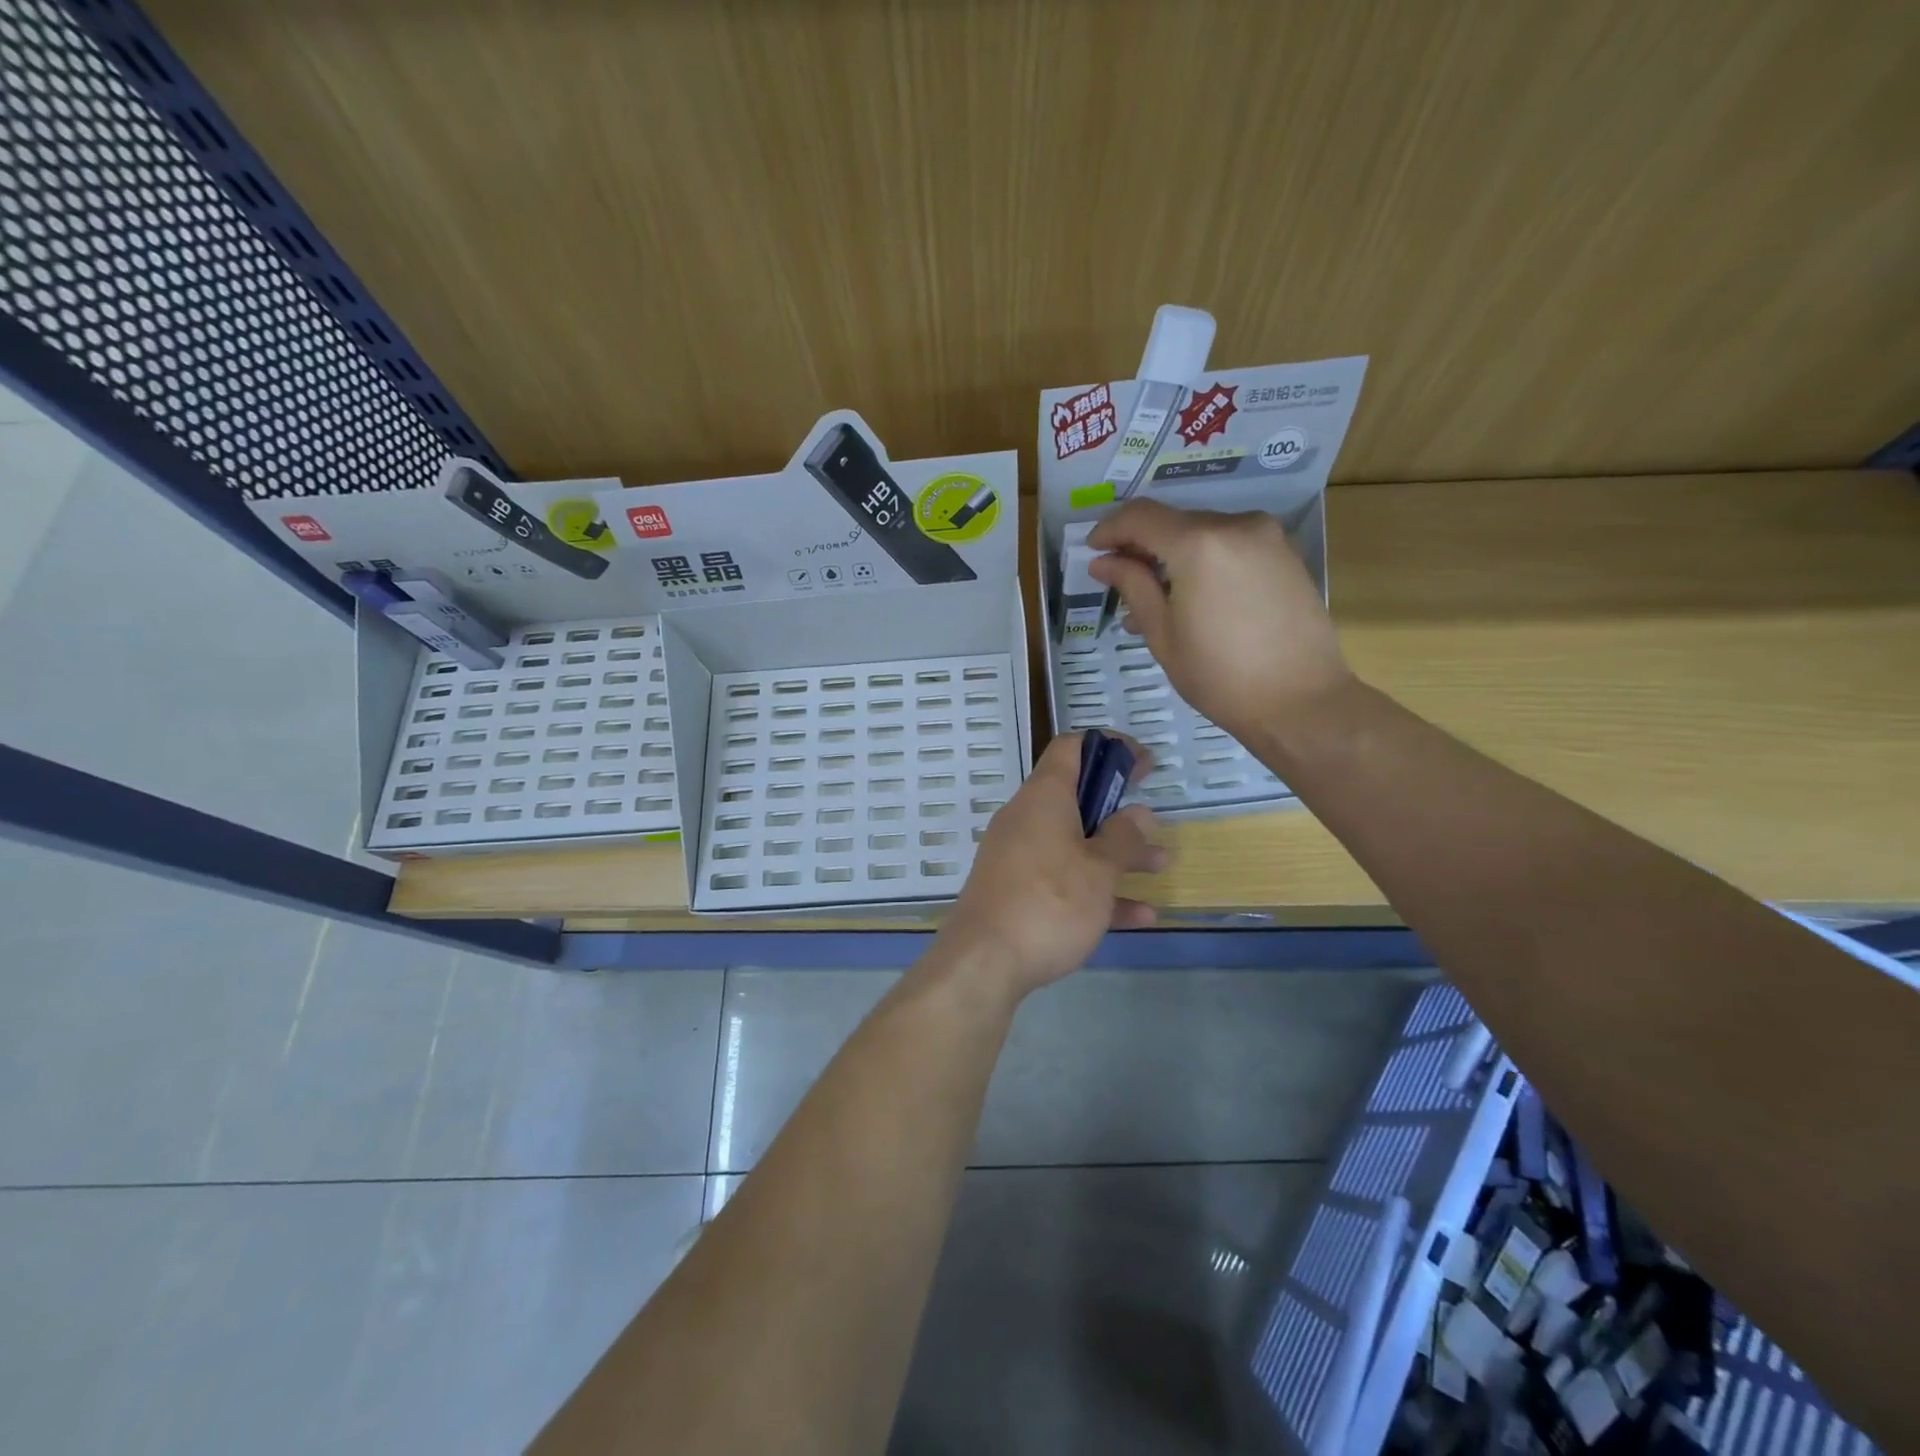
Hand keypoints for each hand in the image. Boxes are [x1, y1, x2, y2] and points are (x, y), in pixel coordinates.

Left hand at [935, 734, 1165, 999]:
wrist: (984, 962)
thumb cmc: (1049, 903)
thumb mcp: (1099, 869)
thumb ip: (1123, 838)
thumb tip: (1138, 814)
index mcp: (1043, 798)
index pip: (1072, 749)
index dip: (1110, 747)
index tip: (1143, 764)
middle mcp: (1026, 819)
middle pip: (1076, 798)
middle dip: (1119, 810)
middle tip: (1153, 821)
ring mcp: (1017, 856)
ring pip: (1074, 843)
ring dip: (1117, 854)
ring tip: (1161, 867)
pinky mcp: (1015, 890)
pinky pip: (1061, 879)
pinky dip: (1096, 889)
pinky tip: (1138, 916)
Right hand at [1087, 499, 1351, 741]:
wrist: (1301, 701)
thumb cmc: (1220, 676)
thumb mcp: (1162, 634)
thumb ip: (1132, 586)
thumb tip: (1103, 561)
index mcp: (1199, 543)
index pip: (1140, 516)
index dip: (1109, 529)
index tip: (1092, 551)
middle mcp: (1235, 525)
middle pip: (1174, 521)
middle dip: (1142, 546)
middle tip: (1120, 581)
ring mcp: (1266, 536)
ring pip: (1203, 533)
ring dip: (1173, 557)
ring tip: (1155, 601)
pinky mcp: (1285, 554)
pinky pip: (1230, 546)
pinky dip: (1204, 562)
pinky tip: (1193, 598)